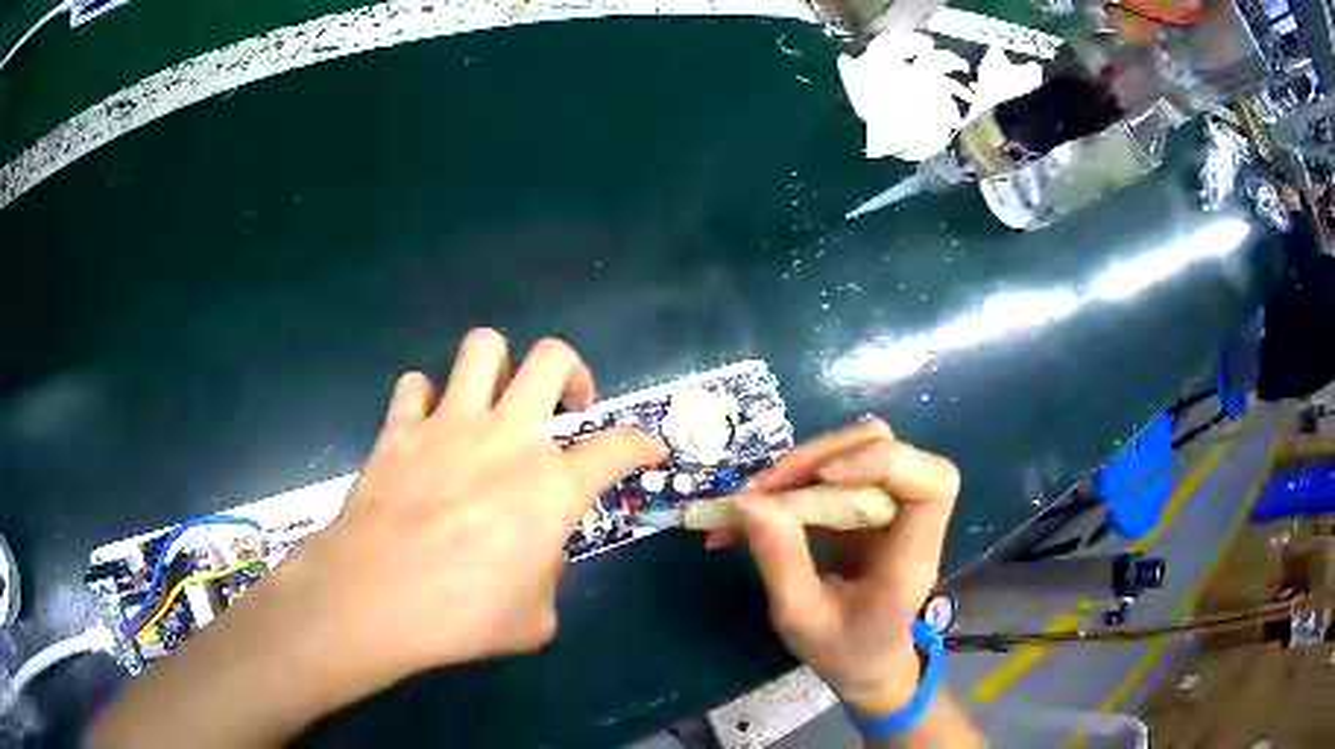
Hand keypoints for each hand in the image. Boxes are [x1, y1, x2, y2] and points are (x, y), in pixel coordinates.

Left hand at [92, 330, 667, 748]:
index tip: (649, 449)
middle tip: (566, 406)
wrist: (374, 599)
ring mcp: (448, 424)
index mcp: (550, 487)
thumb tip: (536, 553)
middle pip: (553, 358)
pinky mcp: (400, 428)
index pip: (620, 446)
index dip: (644, 443)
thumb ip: (548, 576)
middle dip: (573, 372)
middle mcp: (507, 438)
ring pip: (484, 347)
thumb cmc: (461, 618)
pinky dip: (426, 399)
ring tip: (497, 399)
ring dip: (499, 366)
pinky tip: (427, 426)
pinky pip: (415, 385)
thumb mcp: (535, 618)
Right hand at [725, 418, 959, 714]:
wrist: (868, 664)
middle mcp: (910, 520)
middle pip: (885, 448)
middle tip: (760, 491)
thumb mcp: (802, 618)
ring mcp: (889, 507)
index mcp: (912, 556)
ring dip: (801, 465)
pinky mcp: (866, 506)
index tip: (823, 478)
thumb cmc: (845, 652)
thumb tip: (745, 501)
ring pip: (856, 450)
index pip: (934, 483)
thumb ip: (781, 561)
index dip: (883, 463)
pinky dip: (794, 481)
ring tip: (751, 499)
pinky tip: (756, 507)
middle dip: (818, 458)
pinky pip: (833, 472)